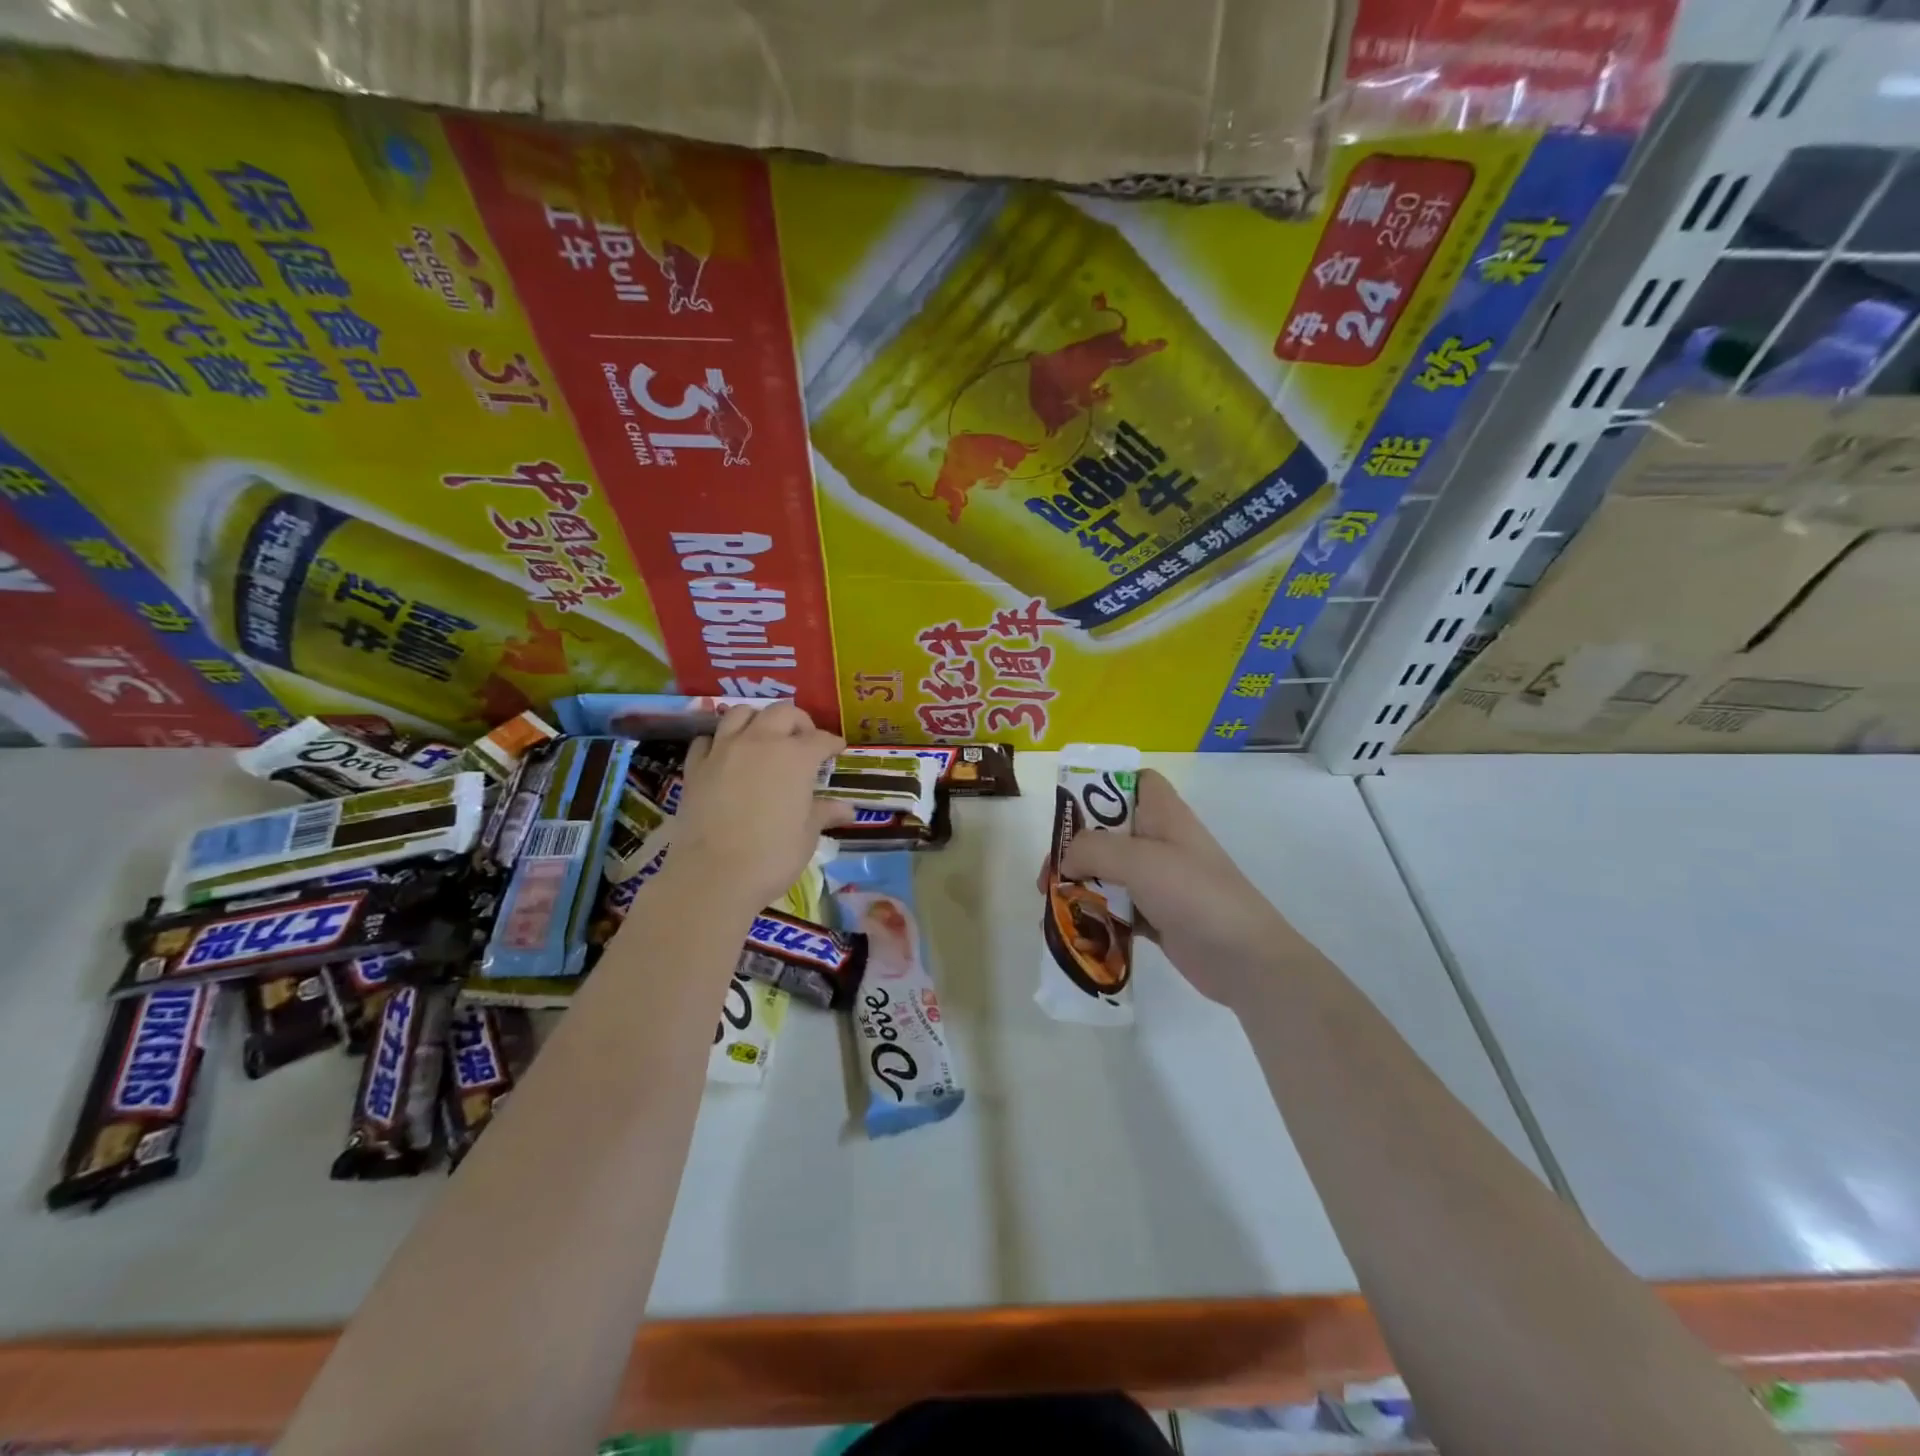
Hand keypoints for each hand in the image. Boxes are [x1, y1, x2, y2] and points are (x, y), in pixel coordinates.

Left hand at [669, 704, 851, 912]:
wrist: (713, 875)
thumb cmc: (772, 856)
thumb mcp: (807, 835)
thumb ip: (824, 813)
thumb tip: (848, 809)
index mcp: (796, 757)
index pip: (821, 739)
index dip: (832, 744)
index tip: (837, 750)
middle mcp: (761, 742)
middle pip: (782, 713)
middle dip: (798, 721)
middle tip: (804, 739)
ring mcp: (724, 750)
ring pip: (741, 713)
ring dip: (758, 719)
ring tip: (764, 736)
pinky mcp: (696, 766)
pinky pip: (708, 739)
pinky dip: (720, 740)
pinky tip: (726, 754)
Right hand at [1050, 768, 1302, 1010]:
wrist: (1245, 960)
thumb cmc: (1194, 894)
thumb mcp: (1140, 860)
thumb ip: (1093, 850)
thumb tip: (1066, 860)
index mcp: (1164, 815)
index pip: (1137, 780)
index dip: (1105, 785)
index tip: (1071, 808)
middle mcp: (1161, 842)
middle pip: (1110, 830)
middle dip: (1075, 847)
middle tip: (1049, 873)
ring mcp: (1160, 881)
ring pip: (1110, 871)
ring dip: (1080, 884)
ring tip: (1052, 903)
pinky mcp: (1157, 915)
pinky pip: (1117, 906)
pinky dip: (1096, 914)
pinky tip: (1072, 928)